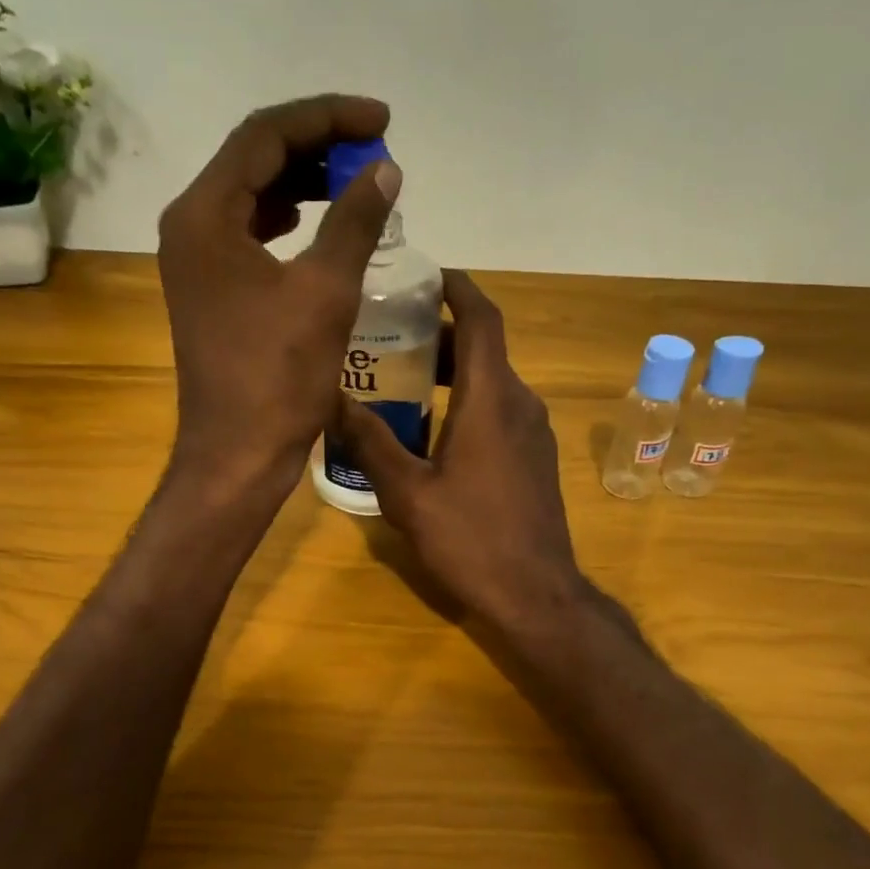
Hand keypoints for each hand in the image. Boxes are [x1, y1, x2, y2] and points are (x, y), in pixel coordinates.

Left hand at [157, 94, 401, 497]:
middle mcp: (189, 228)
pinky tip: (319, 226)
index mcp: (204, 215)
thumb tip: (384, 170)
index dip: (328, 118)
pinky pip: (249, 236)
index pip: (265, 135)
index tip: (383, 122)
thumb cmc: (278, 377)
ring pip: (251, 197)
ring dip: (303, 183)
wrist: (238, 454)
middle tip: (374, 153)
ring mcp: (196, 263)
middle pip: (253, 159)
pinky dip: (287, 222)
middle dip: (317, 147)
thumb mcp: (325, 292)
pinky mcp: (210, 292)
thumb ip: (355, 221)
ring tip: (356, 184)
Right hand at [336, 271, 583, 627]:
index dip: (457, 286)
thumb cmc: (470, 539)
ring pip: (493, 381)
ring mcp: (534, 433)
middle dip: (442, 334)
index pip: (482, 318)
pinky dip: (469, 402)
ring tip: (404, 380)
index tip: (425, 274)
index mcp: (492, 399)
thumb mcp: (407, 493)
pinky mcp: (536, 459)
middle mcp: (521, 403)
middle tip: (392, 335)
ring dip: (454, 371)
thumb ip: (371, 442)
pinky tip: (434, 430)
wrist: (535, 594)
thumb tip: (333, 400)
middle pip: (485, 348)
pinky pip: (501, 411)